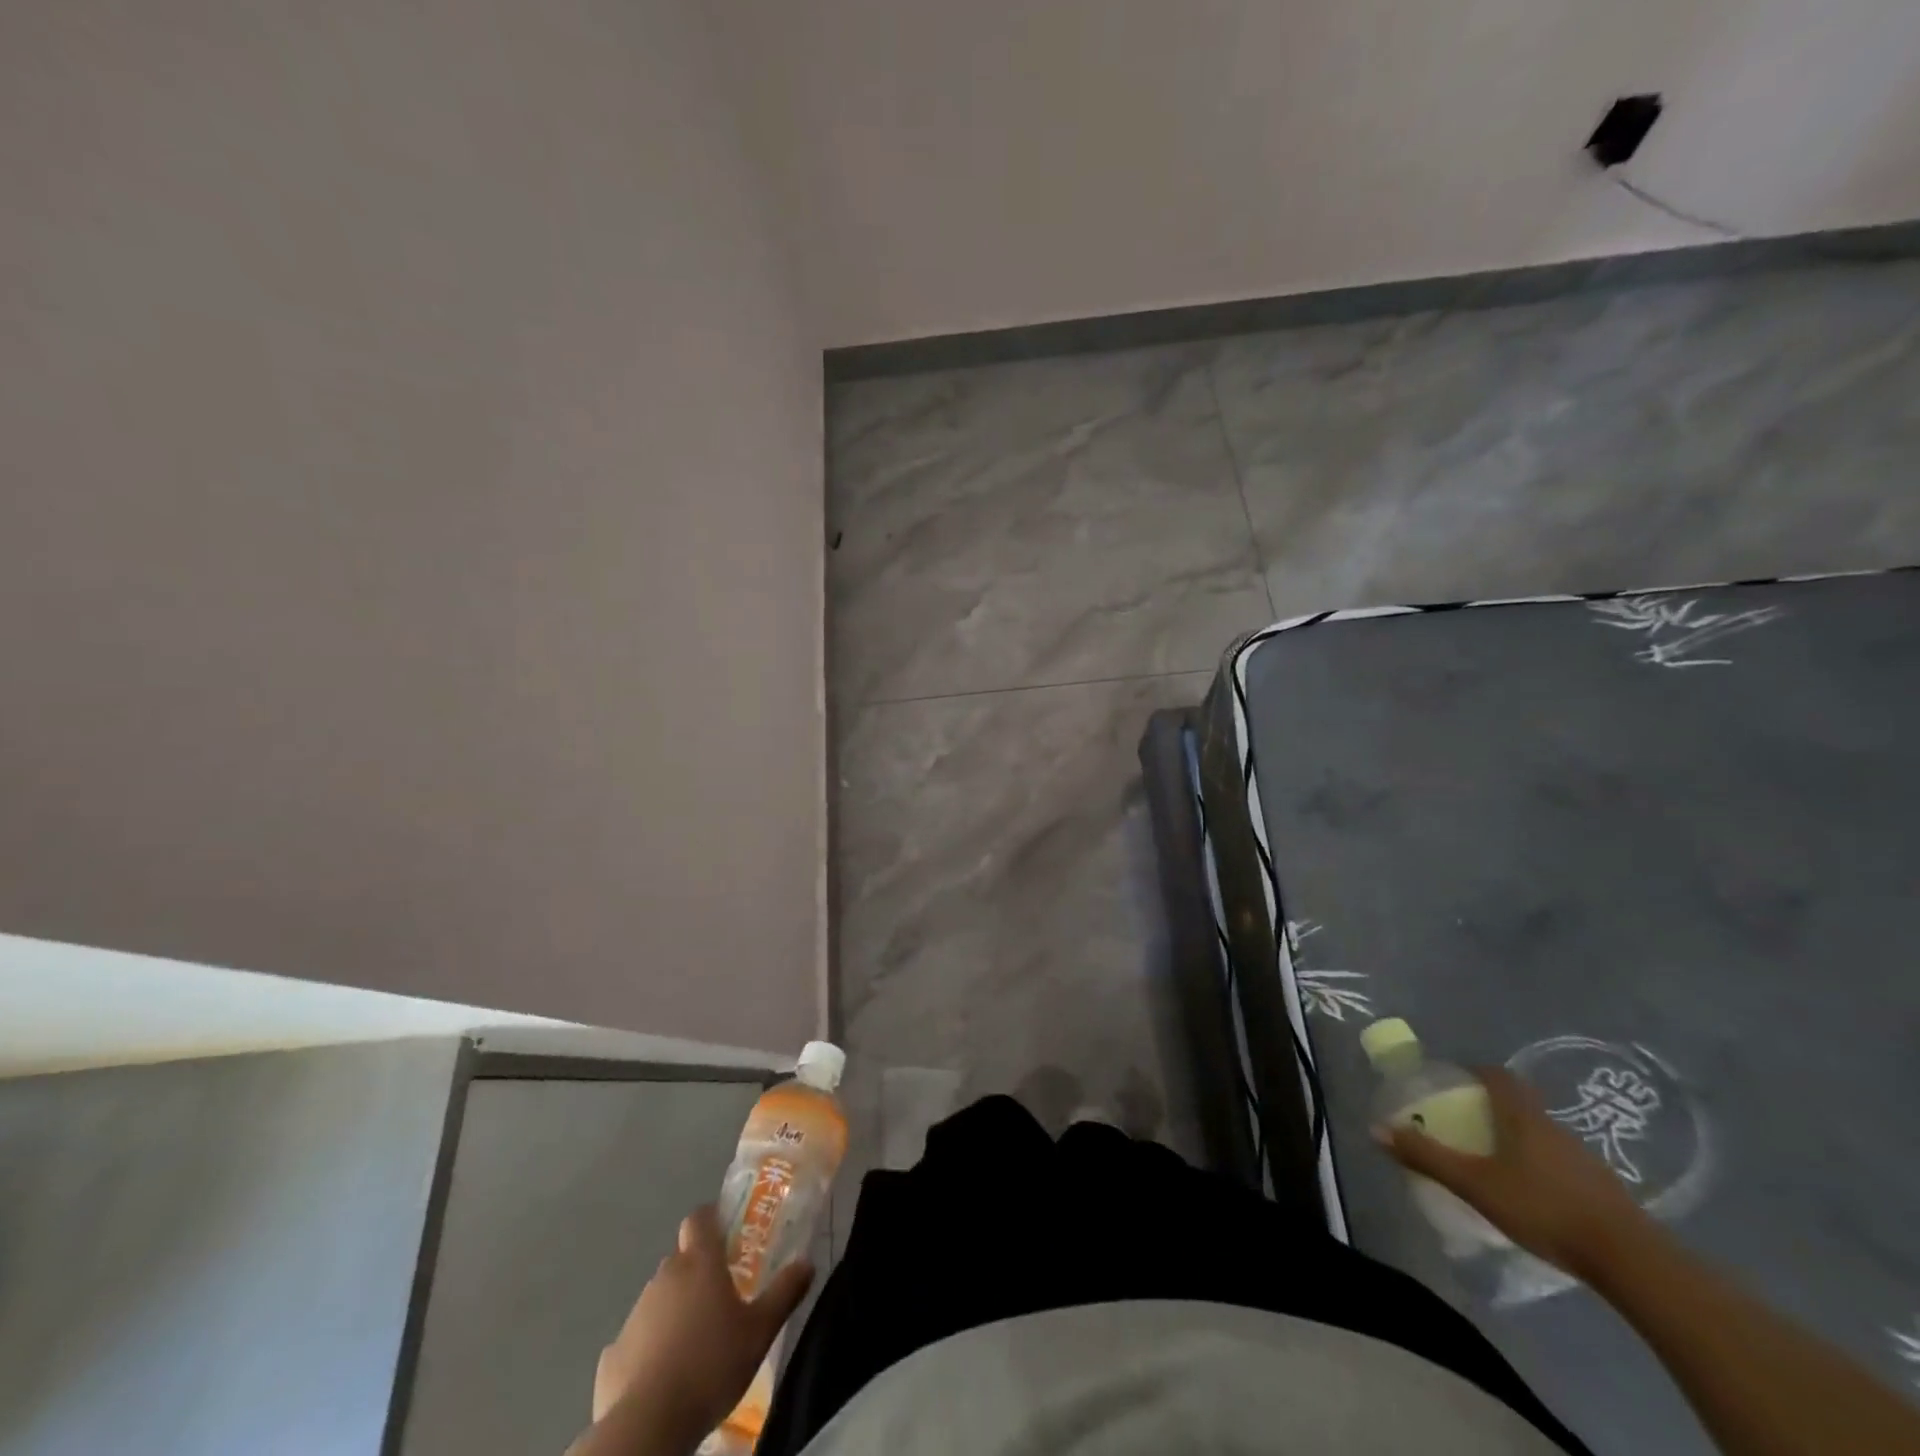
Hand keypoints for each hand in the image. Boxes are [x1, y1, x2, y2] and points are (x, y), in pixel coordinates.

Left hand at [592, 1205, 813, 1437]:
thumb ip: (784, 1292)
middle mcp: (665, 1276)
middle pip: (681, 1258)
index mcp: (700, 1262)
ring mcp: (635, 1313)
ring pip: (659, 1297)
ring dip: (675, 1308)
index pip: (700, 1217)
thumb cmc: (711, 1365)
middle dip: (698, 1270)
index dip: (711, 1218)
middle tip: (721, 1296)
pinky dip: (650, 1347)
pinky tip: (664, 1375)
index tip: (726, 1233)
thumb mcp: (760, 1331)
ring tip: (695, 1342)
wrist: (648, 1425)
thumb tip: (807, 1262)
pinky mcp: (612, 1353)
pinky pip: (638, 1338)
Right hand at [1381, 1066, 1650, 1279]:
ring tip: (1495, 1162)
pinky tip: (1533, 1196)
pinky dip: (1541, 1168)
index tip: (1455, 1080)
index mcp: (1522, 1116)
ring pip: (1542, 1135)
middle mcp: (1553, 1127)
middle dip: (1492, 1108)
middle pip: (1519, 1104)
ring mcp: (1584, 1158)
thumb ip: (1427, 1156)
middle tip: (1466, 1124)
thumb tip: (1376, 1128)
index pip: (1497, 1076)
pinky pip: (1562, 1164)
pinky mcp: (1604, 1190)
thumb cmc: (1543, 1208)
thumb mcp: (1474, 1184)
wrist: (1632, 1261)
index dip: (1475, 1071)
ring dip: (1518, 1139)